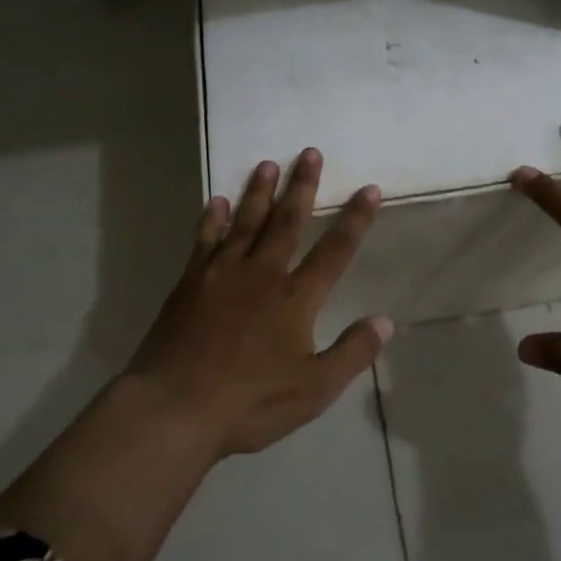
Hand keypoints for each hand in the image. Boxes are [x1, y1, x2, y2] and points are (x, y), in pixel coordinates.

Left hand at [123, 149, 391, 458]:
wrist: (175, 407)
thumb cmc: (250, 402)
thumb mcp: (315, 389)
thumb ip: (352, 353)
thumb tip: (385, 322)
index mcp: (296, 299)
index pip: (334, 251)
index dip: (355, 219)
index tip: (369, 189)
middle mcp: (262, 275)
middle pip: (287, 222)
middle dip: (302, 187)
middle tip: (310, 153)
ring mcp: (221, 275)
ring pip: (245, 222)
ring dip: (259, 192)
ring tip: (268, 164)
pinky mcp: (190, 284)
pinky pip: (205, 241)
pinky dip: (212, 220)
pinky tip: (215, 202)